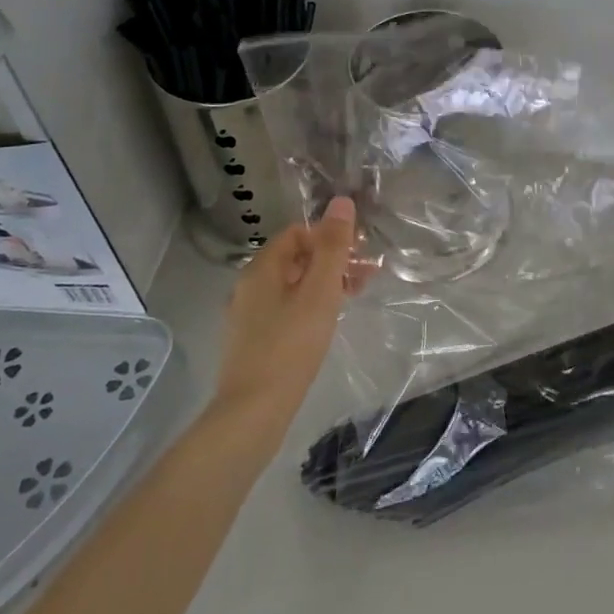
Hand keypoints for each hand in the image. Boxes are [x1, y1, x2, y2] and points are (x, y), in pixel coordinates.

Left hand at [212, 197, 362, 446]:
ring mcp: (247, 315)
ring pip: (292, 285)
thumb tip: (341, 202)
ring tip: (354, 297)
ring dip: (324, 283)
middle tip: (366, 274)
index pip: (297, 233)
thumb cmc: (291, 345)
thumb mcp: (320, 291)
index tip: (359, 252)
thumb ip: (333, 246)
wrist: (253, 411)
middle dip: (332, 260)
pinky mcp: (252, 341)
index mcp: (261, 268)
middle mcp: (249, 286)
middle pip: (295, 258)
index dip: (330, 236)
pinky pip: (285, 309)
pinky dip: (309, 306)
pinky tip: (327, 323)